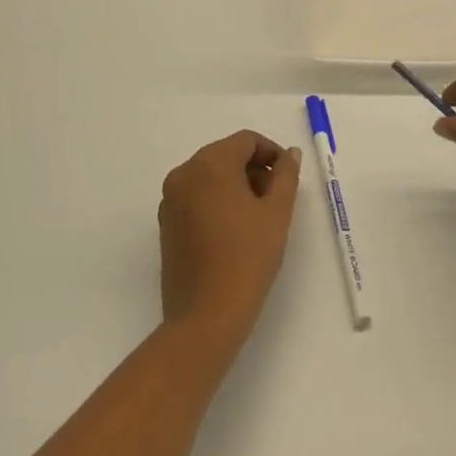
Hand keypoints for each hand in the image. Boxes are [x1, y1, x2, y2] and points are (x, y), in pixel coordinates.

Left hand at [158, 131, 301, 344]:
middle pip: (226, 155)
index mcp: (210, 164)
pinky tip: (235, 229)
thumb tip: (289, 154)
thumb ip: (286, 175)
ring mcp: (170, 200)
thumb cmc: (248, 257)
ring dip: (236, 184)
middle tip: (277, 198)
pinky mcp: (166, 224)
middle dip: (254, 169)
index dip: (272, 153)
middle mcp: (184, 174)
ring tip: (258, 216)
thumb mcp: (277, 212)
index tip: (288, 178)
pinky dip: (217, 200)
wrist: (206, 315)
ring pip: (210, 176)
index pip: (246, 141)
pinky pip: (196, 196)